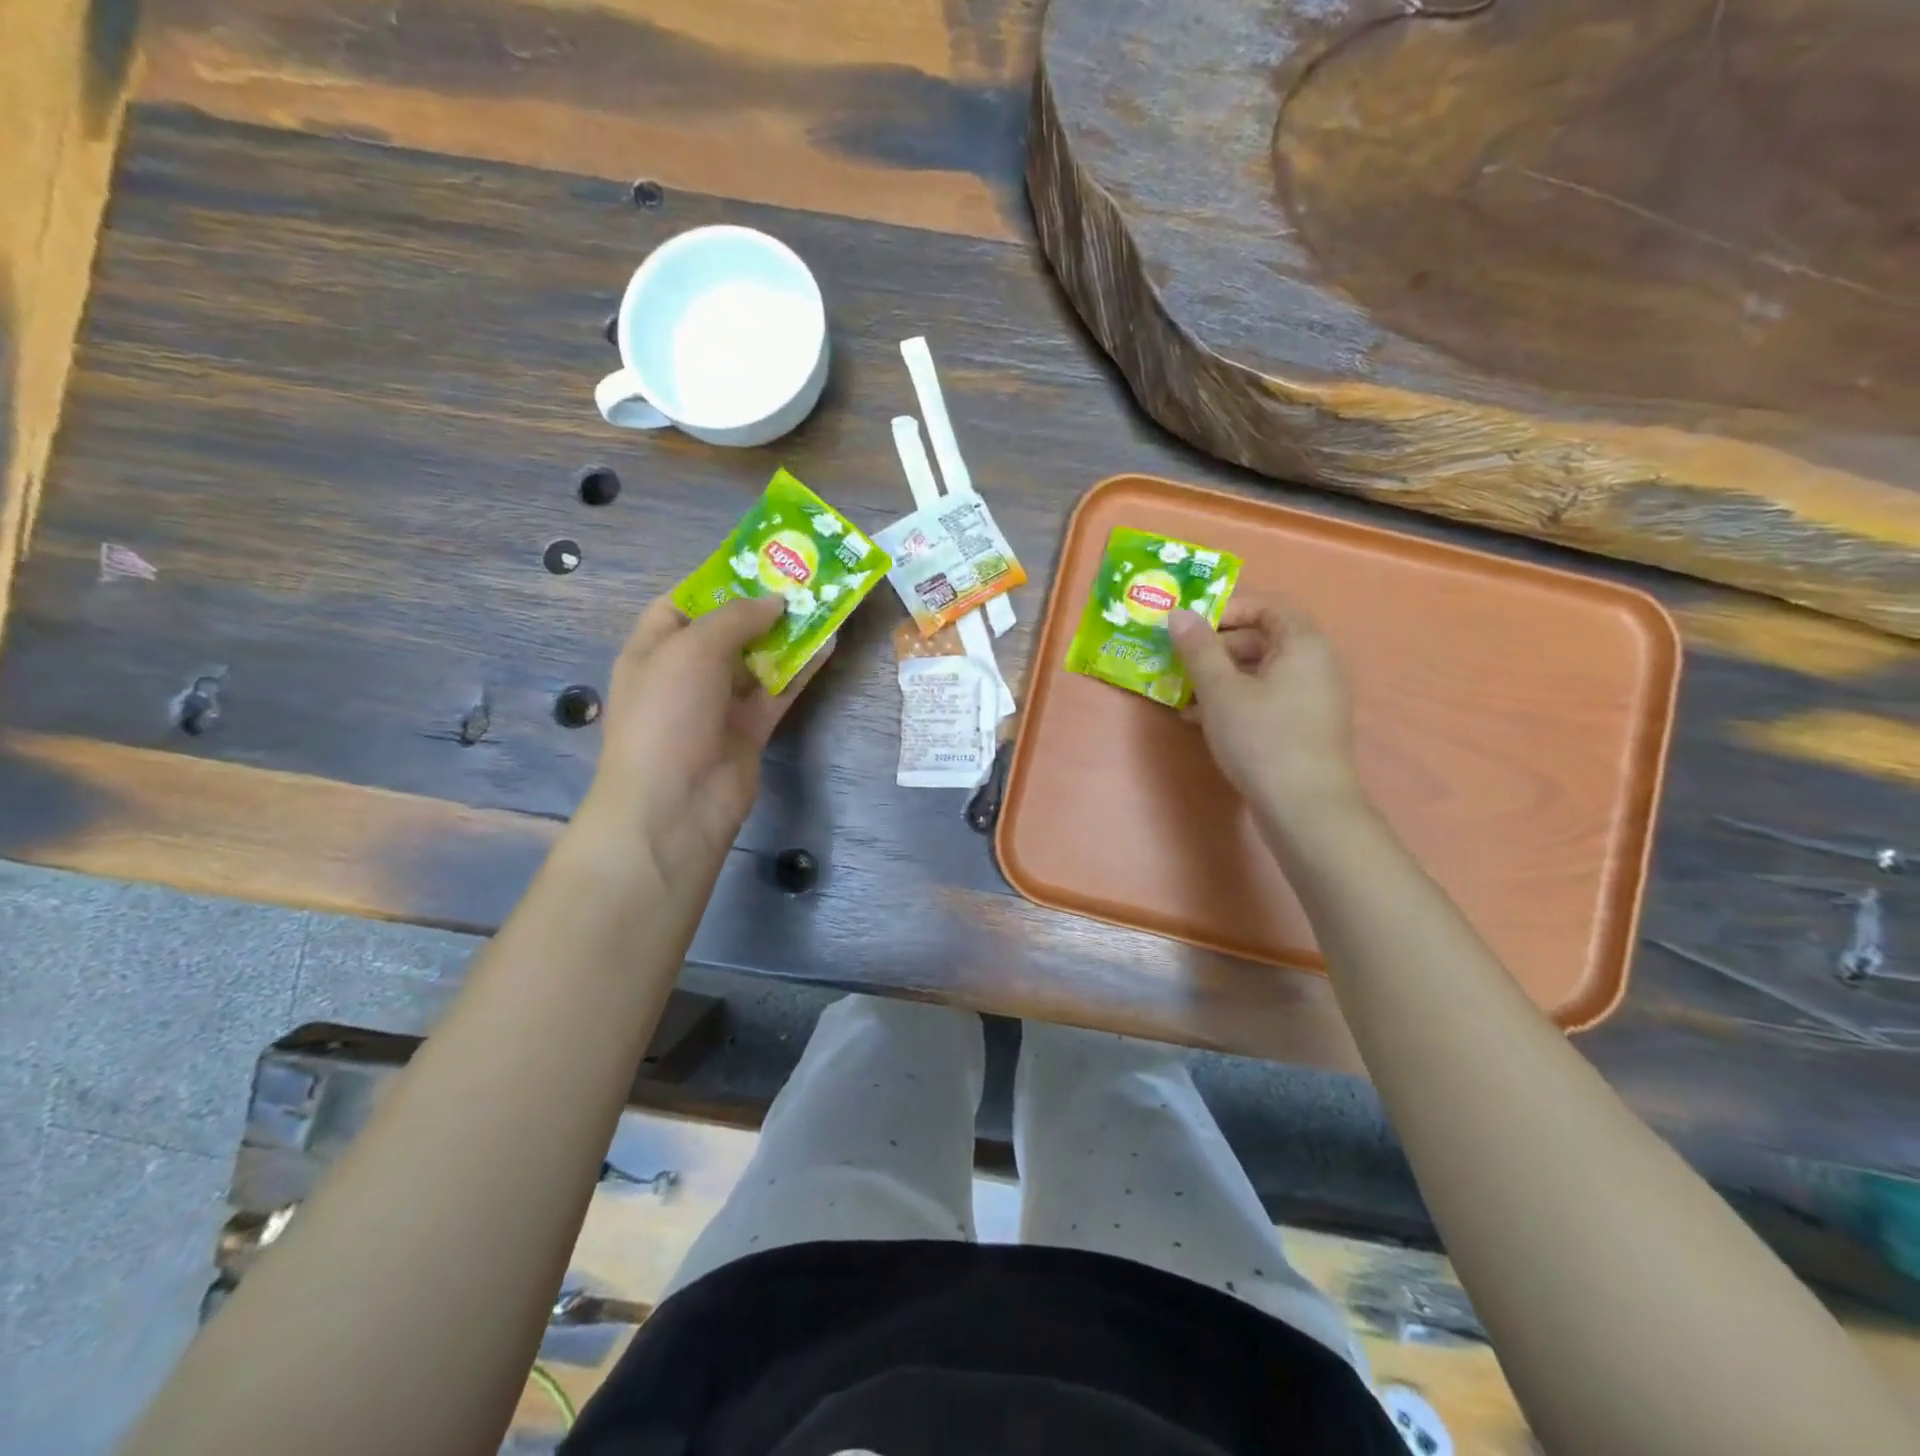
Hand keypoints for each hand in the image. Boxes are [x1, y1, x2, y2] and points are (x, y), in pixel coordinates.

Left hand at [576, 595, 830, 893]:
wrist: (675, 802)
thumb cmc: (667, 714)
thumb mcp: (691, 650)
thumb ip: (735, 618)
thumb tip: (775, 600)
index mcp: (655, 647)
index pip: (683, 603)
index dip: (718, 581)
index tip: (759, 562)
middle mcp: (686, 671)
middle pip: (728, 629)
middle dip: (762, 605)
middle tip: (804, 578)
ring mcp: (720, 702)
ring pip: (759, 658)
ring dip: (789, 634)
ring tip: (824, 602)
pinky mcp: (750, 727)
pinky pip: (779, 690)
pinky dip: (802, 669)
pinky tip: (829, 644)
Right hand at [1167, 594, 1363, 821]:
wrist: (1305, 809)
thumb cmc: (1262, 738)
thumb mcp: (1220, 691)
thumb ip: (1198, 648)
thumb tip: (1179, 614)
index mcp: (1304, 644)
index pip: (1269, 604)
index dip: (1228, 607)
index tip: (1191, 624)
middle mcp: (1317, 663)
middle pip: (1264, 637)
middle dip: (1217, 646)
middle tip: (1180, 660)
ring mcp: (1314, 698)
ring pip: (1261, 671)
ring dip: (1221, 676)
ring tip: (1182, 693)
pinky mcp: (1305, 726)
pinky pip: (1267, 698)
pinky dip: (1236, 700)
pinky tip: (1200, 720)